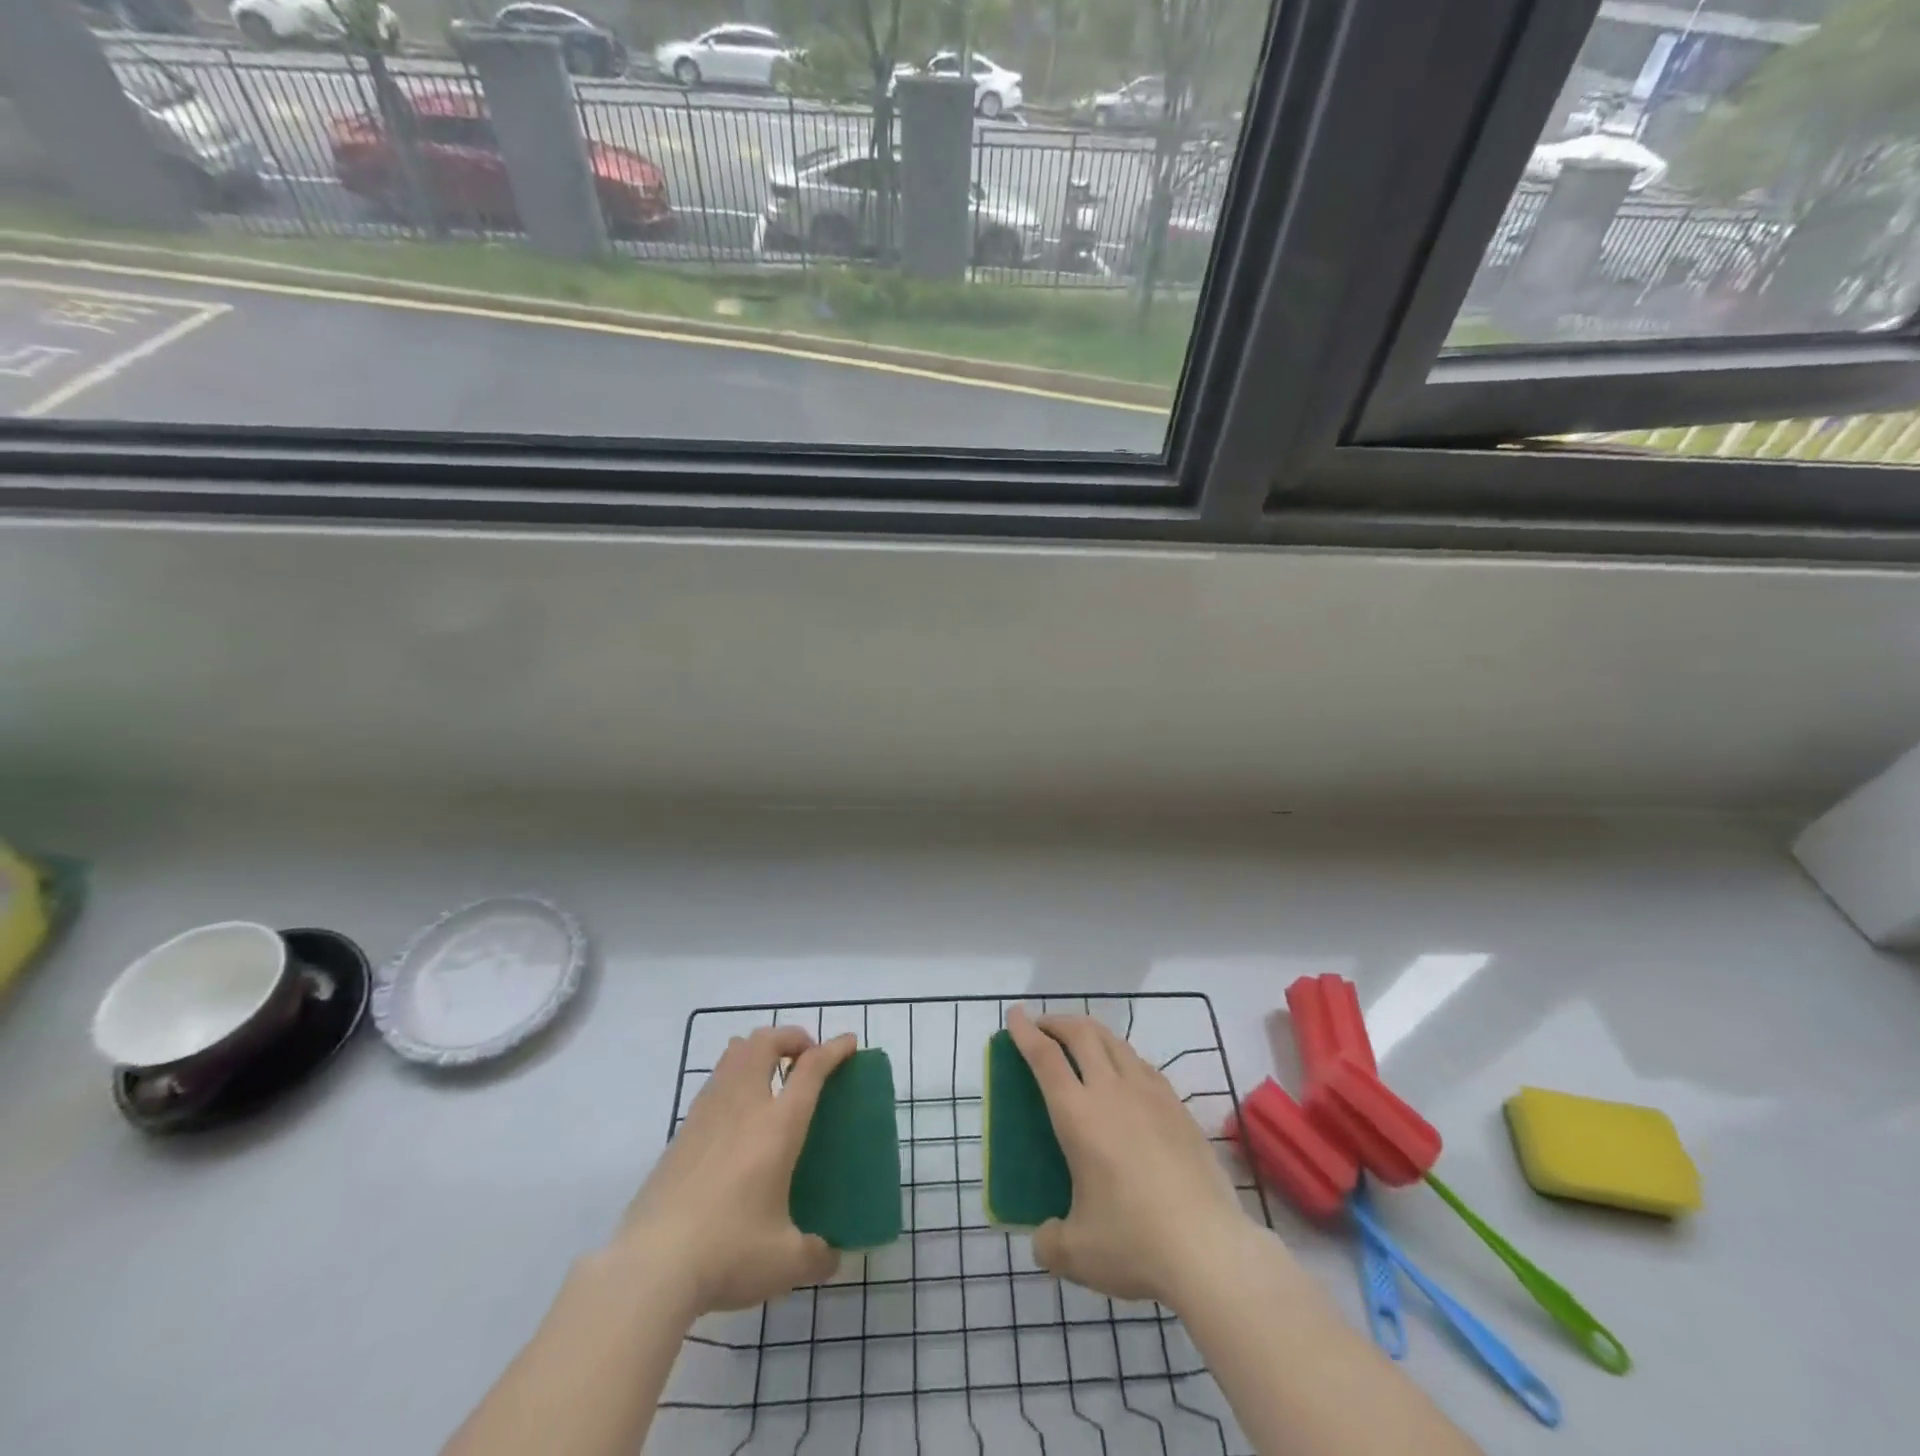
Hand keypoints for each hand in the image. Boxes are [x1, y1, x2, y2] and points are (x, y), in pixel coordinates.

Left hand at [615, 1026, 856, 1316]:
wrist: (650, 1265)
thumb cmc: (728, 1252)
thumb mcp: (784, 1262)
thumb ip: (815, 1254)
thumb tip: (831, 1258)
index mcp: (777, 1126)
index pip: (811, 1068)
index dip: (834, 1049)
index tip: (849, 1043)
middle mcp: (743, 1106)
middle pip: (765, 1042)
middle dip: (791, 1038)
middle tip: (805, 1058)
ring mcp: (707, 1114)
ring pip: (734, 1054)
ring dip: (758, 1050)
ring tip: (771, 1075)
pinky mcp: (682, 1132)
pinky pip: (714, 1082)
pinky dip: (734, 1077)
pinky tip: (737, 1114)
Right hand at [1006, 1005, 1255, 1308]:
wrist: (1210, 1249)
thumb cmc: (1134, 1244)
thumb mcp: (1076, 1254)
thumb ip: (1050, 1241)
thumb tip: (1045, 1237)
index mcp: (1078, 1115)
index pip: (1045, 1057)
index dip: (1025, 1032)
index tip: (1015, 1015)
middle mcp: (1112, 1091)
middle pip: (1082, 1034)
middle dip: (1058, 1022)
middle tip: (1044, 1027)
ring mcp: (1151, 1095)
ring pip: (1116, 1042)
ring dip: (1091, 1033)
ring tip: (1081, 1044)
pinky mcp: (1179, 1108)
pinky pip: (1143, 1065)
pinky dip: (1123, 1057)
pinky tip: (1125, 1077)